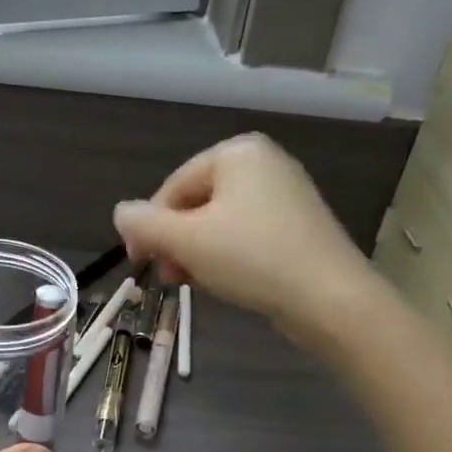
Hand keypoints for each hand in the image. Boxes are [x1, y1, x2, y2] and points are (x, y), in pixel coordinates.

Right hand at [114, 134, 373, 342]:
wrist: (330, 299)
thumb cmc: (252, 258)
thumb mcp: (186, 240)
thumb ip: (144, 223)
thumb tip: (121, 213)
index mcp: (238, 152)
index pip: (173, 186)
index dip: (149, 225)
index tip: (140, 261)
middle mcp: (265, 164)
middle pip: (197, 203)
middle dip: (175, 241)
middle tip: (169, 277)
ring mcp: (286, 195)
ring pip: (220, 223)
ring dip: (197, 253)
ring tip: (194, 283)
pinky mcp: (299, 226)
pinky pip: (247, 235)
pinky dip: (227, 256)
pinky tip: (224, 282)